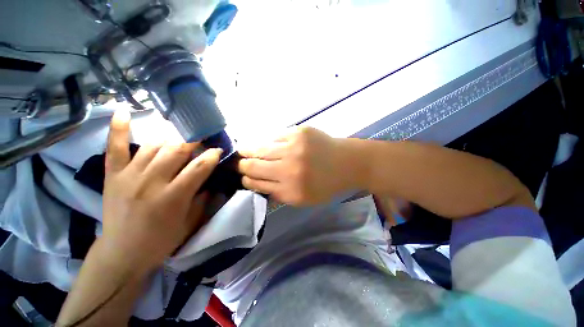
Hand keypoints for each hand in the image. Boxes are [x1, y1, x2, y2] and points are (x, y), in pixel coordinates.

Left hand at [101, 109, 221, 272]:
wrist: (122, 253)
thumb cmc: (161, 240)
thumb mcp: (190, 223)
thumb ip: (203, 198)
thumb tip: (211, 179)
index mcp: (173, 197)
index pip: (199, 167)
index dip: (212, 155)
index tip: (219, 149)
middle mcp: (150, 182)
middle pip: (177, 151)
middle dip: (195, 141)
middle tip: (203, 139)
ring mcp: (128, 176)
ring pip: (154, 146)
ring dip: (172, 140)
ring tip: (181, 142)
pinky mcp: (112, 175)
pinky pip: (115, 147)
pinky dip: (118, 128)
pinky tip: (123, 111)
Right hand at [238, 127, 352, 205]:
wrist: (348, 163)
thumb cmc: (327, 184)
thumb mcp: (304, 199)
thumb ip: (279, 194)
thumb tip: (257, 184)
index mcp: (291, 190)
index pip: (257, 183)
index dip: (247, 179)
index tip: (243, 177)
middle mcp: (289, 169)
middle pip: (253, 165)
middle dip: (242, 165)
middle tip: (239, 163)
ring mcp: (294, 148)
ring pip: (259, 148)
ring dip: (248, 150)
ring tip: (243, 151)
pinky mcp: (299, 132)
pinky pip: (274, 137)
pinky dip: (269, 142)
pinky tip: (268, 144)